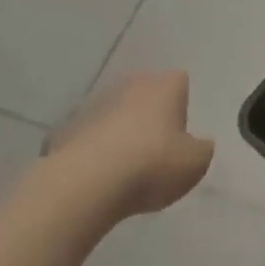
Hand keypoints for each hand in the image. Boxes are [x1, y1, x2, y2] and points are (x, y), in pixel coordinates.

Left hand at [37, 71, 214, 223]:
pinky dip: (93, 150)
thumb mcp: (196, 163)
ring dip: (119, 130)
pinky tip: (97, 176)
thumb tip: (197, 143)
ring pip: (113, 112)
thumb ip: (200, 148)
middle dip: (149, 112)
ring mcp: (92, 105)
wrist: (85, 185)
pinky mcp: (63, 130)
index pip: (179, 81)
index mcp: (163, 87)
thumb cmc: (152, 165)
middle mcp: (128, 86)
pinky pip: (87, 136)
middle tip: (155, 146)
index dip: (181, 104)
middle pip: (144, 92)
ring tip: (124, 166)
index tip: (180, 131)